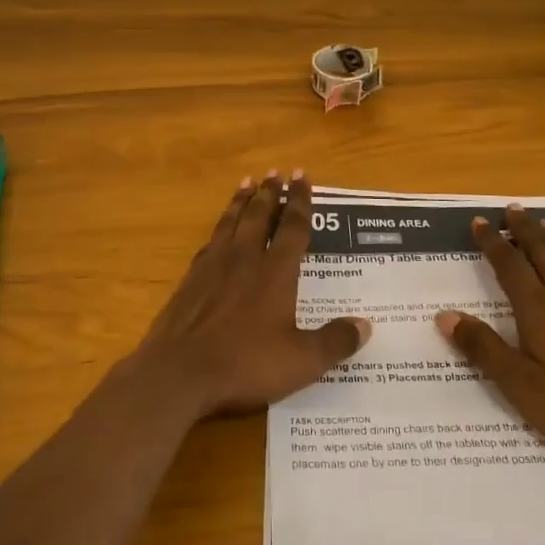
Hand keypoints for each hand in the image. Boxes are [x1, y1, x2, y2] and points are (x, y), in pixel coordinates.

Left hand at [133, 172, 370, 420]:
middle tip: (275, 173)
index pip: (293, 227)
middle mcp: (245, 258)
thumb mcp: (301, 361)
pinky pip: (210, 241)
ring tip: (247, 183)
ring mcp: (213, 266)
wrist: (179, 372)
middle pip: (259, 215)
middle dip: (270, 193)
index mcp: (275, 272)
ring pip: (231, 221)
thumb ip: (335, 341)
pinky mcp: (191, 279)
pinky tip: (219, 229)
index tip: (302, 177)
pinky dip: (219, 228)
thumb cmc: (245, 363)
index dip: (300, 201)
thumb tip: (366, 325)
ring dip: (242, 200)